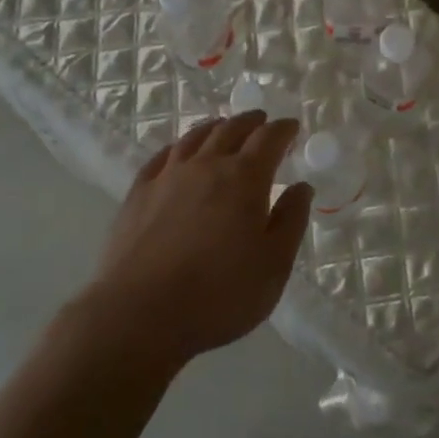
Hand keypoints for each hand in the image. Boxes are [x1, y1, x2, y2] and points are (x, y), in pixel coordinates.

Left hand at [83, 112, 312, 369]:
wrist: (139, 316)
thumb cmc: (219, 295)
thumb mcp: (274, 265)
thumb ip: (291, 220)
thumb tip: (301, 186)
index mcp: (245, 178)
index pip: (269, 138)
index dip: (283, 129)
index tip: (292, 127)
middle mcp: (206, 166)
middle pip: (231, 129)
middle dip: (251, 122)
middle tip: (261, 121)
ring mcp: (167, 177)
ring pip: (194, 138)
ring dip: (215, 127)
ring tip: (223, 128)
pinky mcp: (137, 195)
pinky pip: (161, 157)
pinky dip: (177, 147)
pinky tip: (177, 153)